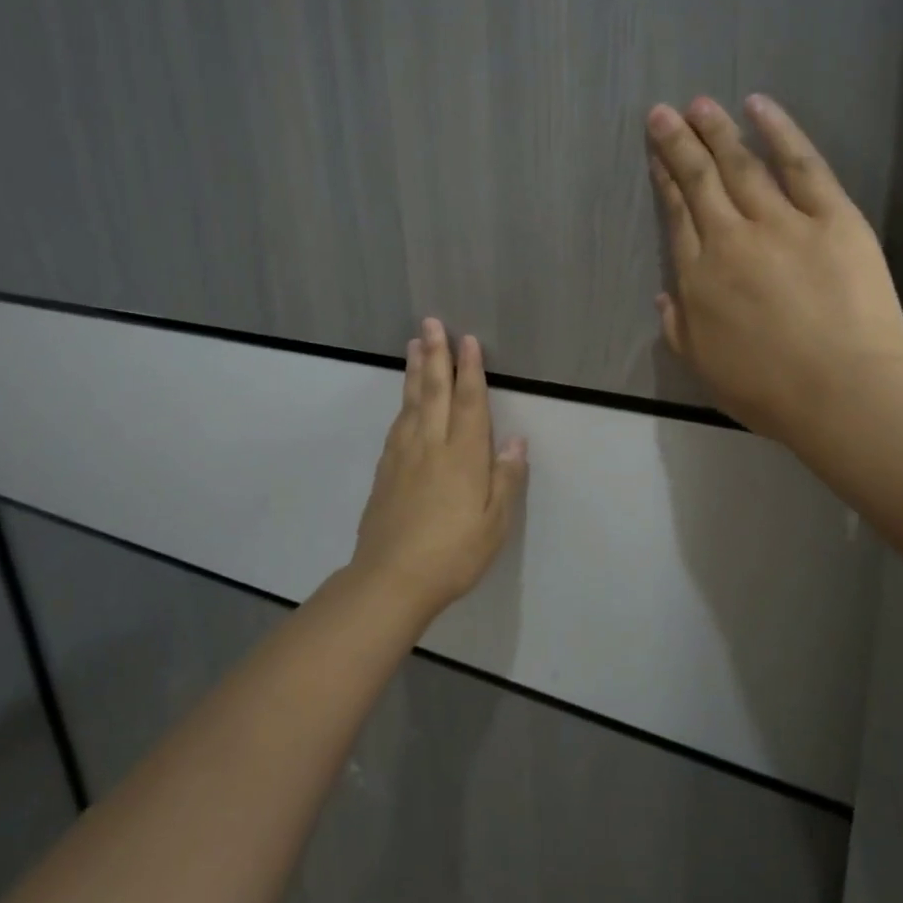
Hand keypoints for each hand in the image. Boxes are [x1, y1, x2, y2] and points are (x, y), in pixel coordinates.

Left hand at [351, 318, 528, 613]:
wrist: (390, 579)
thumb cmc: (453, 554)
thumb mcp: (494, 523)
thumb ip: (506, 479)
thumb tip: (516, 440)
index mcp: (463, 456)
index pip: (468, 402)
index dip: (470, 369)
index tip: (467, 339)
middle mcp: (431, 445)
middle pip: (435, 391)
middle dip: (436, 355)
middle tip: (431, 323)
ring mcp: (403, 456)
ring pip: (411, 403)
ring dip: (416, 371)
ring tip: (414, 344)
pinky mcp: (385, 470)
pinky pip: (397, 424)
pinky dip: (403, 402)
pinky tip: (405, 399)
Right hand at [646, 95, 902, 438]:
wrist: (843, 390)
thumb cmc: (769, 391)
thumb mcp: (704, 368)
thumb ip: (678, 328)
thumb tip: (664, 294)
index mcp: (699, 277)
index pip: (677, 216)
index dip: (665, 181)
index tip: (656, 155)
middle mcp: (731, 239)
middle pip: (700, 182)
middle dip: (679, 144)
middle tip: (662, 112)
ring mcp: (782, 223)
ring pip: (742, 165)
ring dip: (717, 131)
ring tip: (700, 104)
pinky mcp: (832, 216)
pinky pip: (802, 165)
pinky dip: (780, 132)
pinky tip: (759, 106)